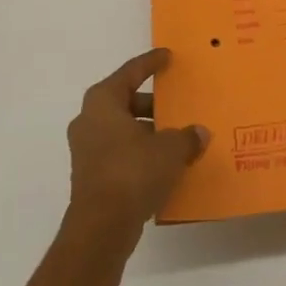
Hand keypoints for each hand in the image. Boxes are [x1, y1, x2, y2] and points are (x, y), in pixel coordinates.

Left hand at [65, 48, 208, 245]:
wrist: (100, 228)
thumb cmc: (132, 172)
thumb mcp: (169, 150)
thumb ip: (186, 137)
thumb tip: (199, 133)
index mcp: (103, 101)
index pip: (131, 72)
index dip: (151, 63)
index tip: (167, 56)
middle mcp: (89, 119)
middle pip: (124, 100)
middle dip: (150, 103)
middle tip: (175, 104)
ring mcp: (85, 149)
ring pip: (121, 129)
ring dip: (145, 130)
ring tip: (174, 138)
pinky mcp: (89, 176)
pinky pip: (118, 152)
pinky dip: (138, 152)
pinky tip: (161, 164)